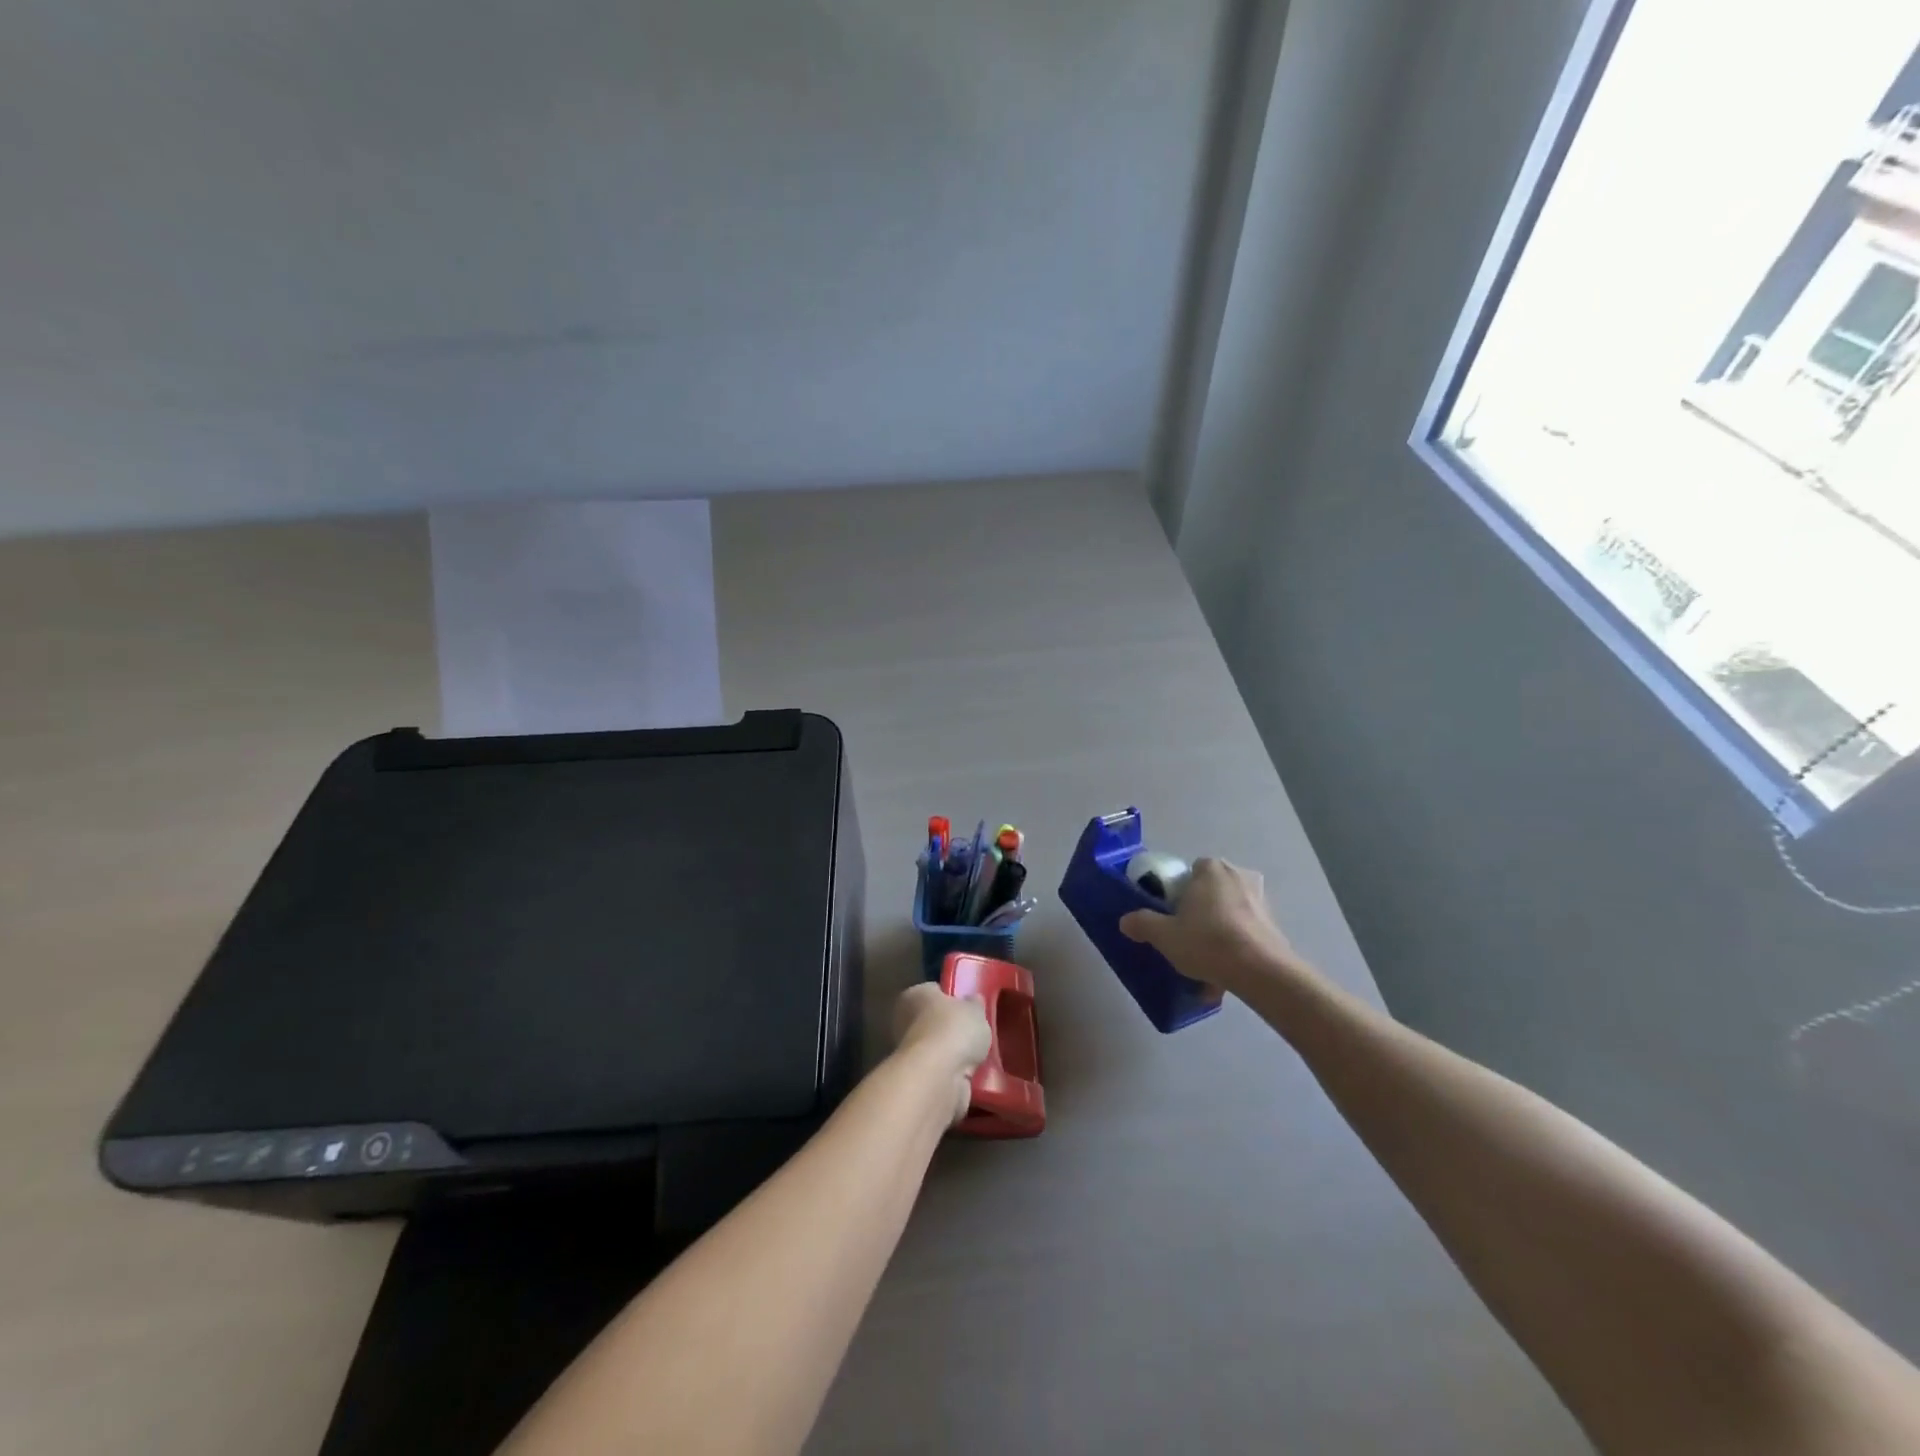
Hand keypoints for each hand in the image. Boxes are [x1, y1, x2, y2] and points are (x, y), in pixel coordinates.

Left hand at [891, 984, 992, 1124]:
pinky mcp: (916, 1081)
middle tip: (975, 1034)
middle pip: (933, 1022)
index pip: (933, 991)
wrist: (939, 1077)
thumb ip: (975, 1004)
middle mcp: (904, 1021)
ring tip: (978, 1057)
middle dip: (951, 1030)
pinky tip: (970, 1076)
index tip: (968, 1007)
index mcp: (914, 995)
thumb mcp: (975, 1009)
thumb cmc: (954, 1030)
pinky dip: (952, 1075)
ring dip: (952, 1055)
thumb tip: (974, 1000)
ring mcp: (908, 1054)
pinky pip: (940, 1073)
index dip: (952, 998)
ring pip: (936, 1050)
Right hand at [1119, 857, 1309, 997]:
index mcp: (1210, 869)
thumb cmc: (1207, 941)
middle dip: (1201, 911)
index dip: (1179, 892)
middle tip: (1188, 936)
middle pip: (1211, 891)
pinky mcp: (1275, 923)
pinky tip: (1226, 971)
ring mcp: (1261, 899)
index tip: (1173, 915)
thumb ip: (1142, 924)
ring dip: (1220, 930)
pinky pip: (1247, 931)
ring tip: (1207, 961)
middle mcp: (1238, 875)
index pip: (1190, 871)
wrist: (1261, 971)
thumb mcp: (1164, 935)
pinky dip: (1237, 946)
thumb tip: (1125, 921)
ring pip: (1230, 912)